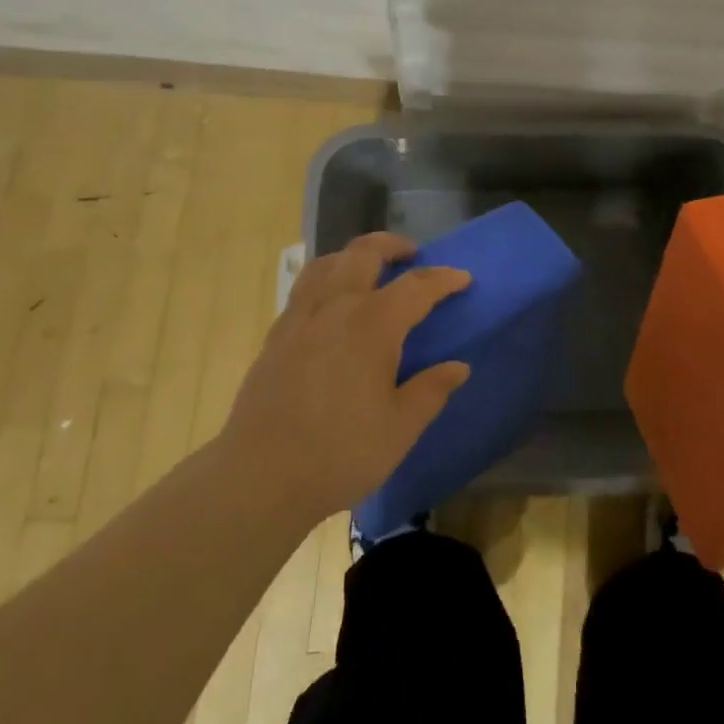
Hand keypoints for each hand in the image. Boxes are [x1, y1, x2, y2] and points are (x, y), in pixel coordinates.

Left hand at [219, 233, 471, 524]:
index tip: (463, 279)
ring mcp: (301, 317)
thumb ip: (431, 391)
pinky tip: (331, 306)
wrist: (260, 476)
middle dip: (394, 246)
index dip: (443, 279)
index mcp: (373, 324)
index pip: (417, 286)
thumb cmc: (340, 453)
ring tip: (370, 271)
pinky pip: (305, 287)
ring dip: (355, 256)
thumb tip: (458, 367)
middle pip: (365, 253)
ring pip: (329, 263)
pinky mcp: (277, 335)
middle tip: (413, 257)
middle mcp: (336, 306)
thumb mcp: (400, 428)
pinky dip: (326, 279)